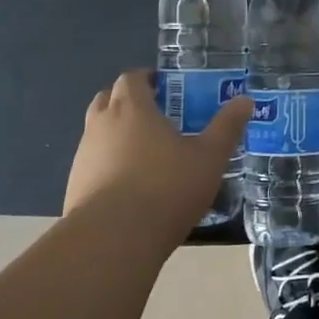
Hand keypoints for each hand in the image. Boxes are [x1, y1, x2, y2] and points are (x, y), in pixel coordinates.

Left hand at [63, 70, 252, 230]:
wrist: (112, 240)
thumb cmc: (166, 188)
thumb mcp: (209, 157)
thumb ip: (226, 127)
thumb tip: (244, 101)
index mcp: (131, 108)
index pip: (131, 77)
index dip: (147, 78)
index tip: (166, 88)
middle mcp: (101, 125)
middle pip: (107, 99)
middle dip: (128, 102)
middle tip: (157, 117)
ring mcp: (83, 157)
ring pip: (98, 133)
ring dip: (117, 135)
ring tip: (147, 155)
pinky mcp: (74, 187)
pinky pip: (93, 164)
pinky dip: (108, 165)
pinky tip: (131, 187)